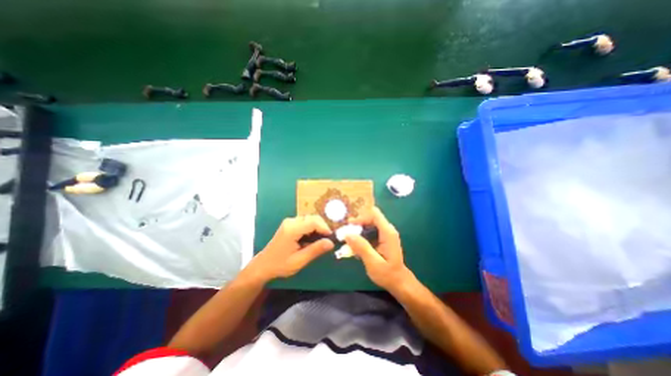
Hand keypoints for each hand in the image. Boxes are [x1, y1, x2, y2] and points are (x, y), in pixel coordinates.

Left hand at [246, 215, 333, 281]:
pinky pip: (305, 222)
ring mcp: (289, 222)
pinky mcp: (290, 224)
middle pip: (312, 218)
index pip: (313, 222)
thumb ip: (315, 250)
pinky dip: (311, 229)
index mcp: (292, 229)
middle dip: (322, 227)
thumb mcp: (299, 260)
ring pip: (310, 219)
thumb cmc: (280, 265)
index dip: (325, 228)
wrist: (263, 265)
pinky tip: (311, 239)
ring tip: (320, 241)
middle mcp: (291, 222)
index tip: (331, 238)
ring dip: (317, 228)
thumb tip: (331, 243)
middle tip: (327, 240)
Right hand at [346, 207, 413, 292]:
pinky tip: (354, 245)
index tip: (349, 225)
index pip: (374, 214)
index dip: (361, 217)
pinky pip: (369, 230)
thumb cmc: (387, 274)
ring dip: (357, 229)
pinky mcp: (381, 238)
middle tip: (345, 231)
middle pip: (370, 217)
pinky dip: (360, 235)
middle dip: (357, 222)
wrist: (398, 282)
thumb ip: (362, 247)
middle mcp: (387, 229)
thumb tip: (347, 234)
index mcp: (388, 233)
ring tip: (347, 239)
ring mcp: (384, 233)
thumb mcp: (373, 263)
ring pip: (368, 223)